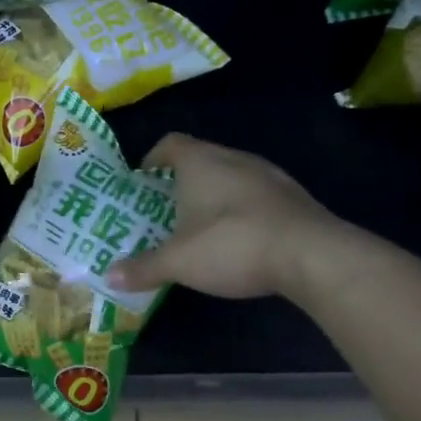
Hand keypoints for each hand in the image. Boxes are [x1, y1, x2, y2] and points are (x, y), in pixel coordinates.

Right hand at [104, 133, 344, 298]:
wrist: (311, 255)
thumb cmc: (232, 244)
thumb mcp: (179, 261)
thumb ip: (143, 267)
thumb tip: (108, 277)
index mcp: (201, 162)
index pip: (170, 144)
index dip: (153, 158)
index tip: (142, 179)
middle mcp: (234, 158)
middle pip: (201, 158)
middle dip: (181, 181)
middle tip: (165, 208)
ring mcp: (268, 175)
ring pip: (231, 176)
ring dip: (214, 195)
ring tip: (200, 224)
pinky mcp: (293, 197)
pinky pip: (256, 195)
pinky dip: (241, 210)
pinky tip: (239, 238)